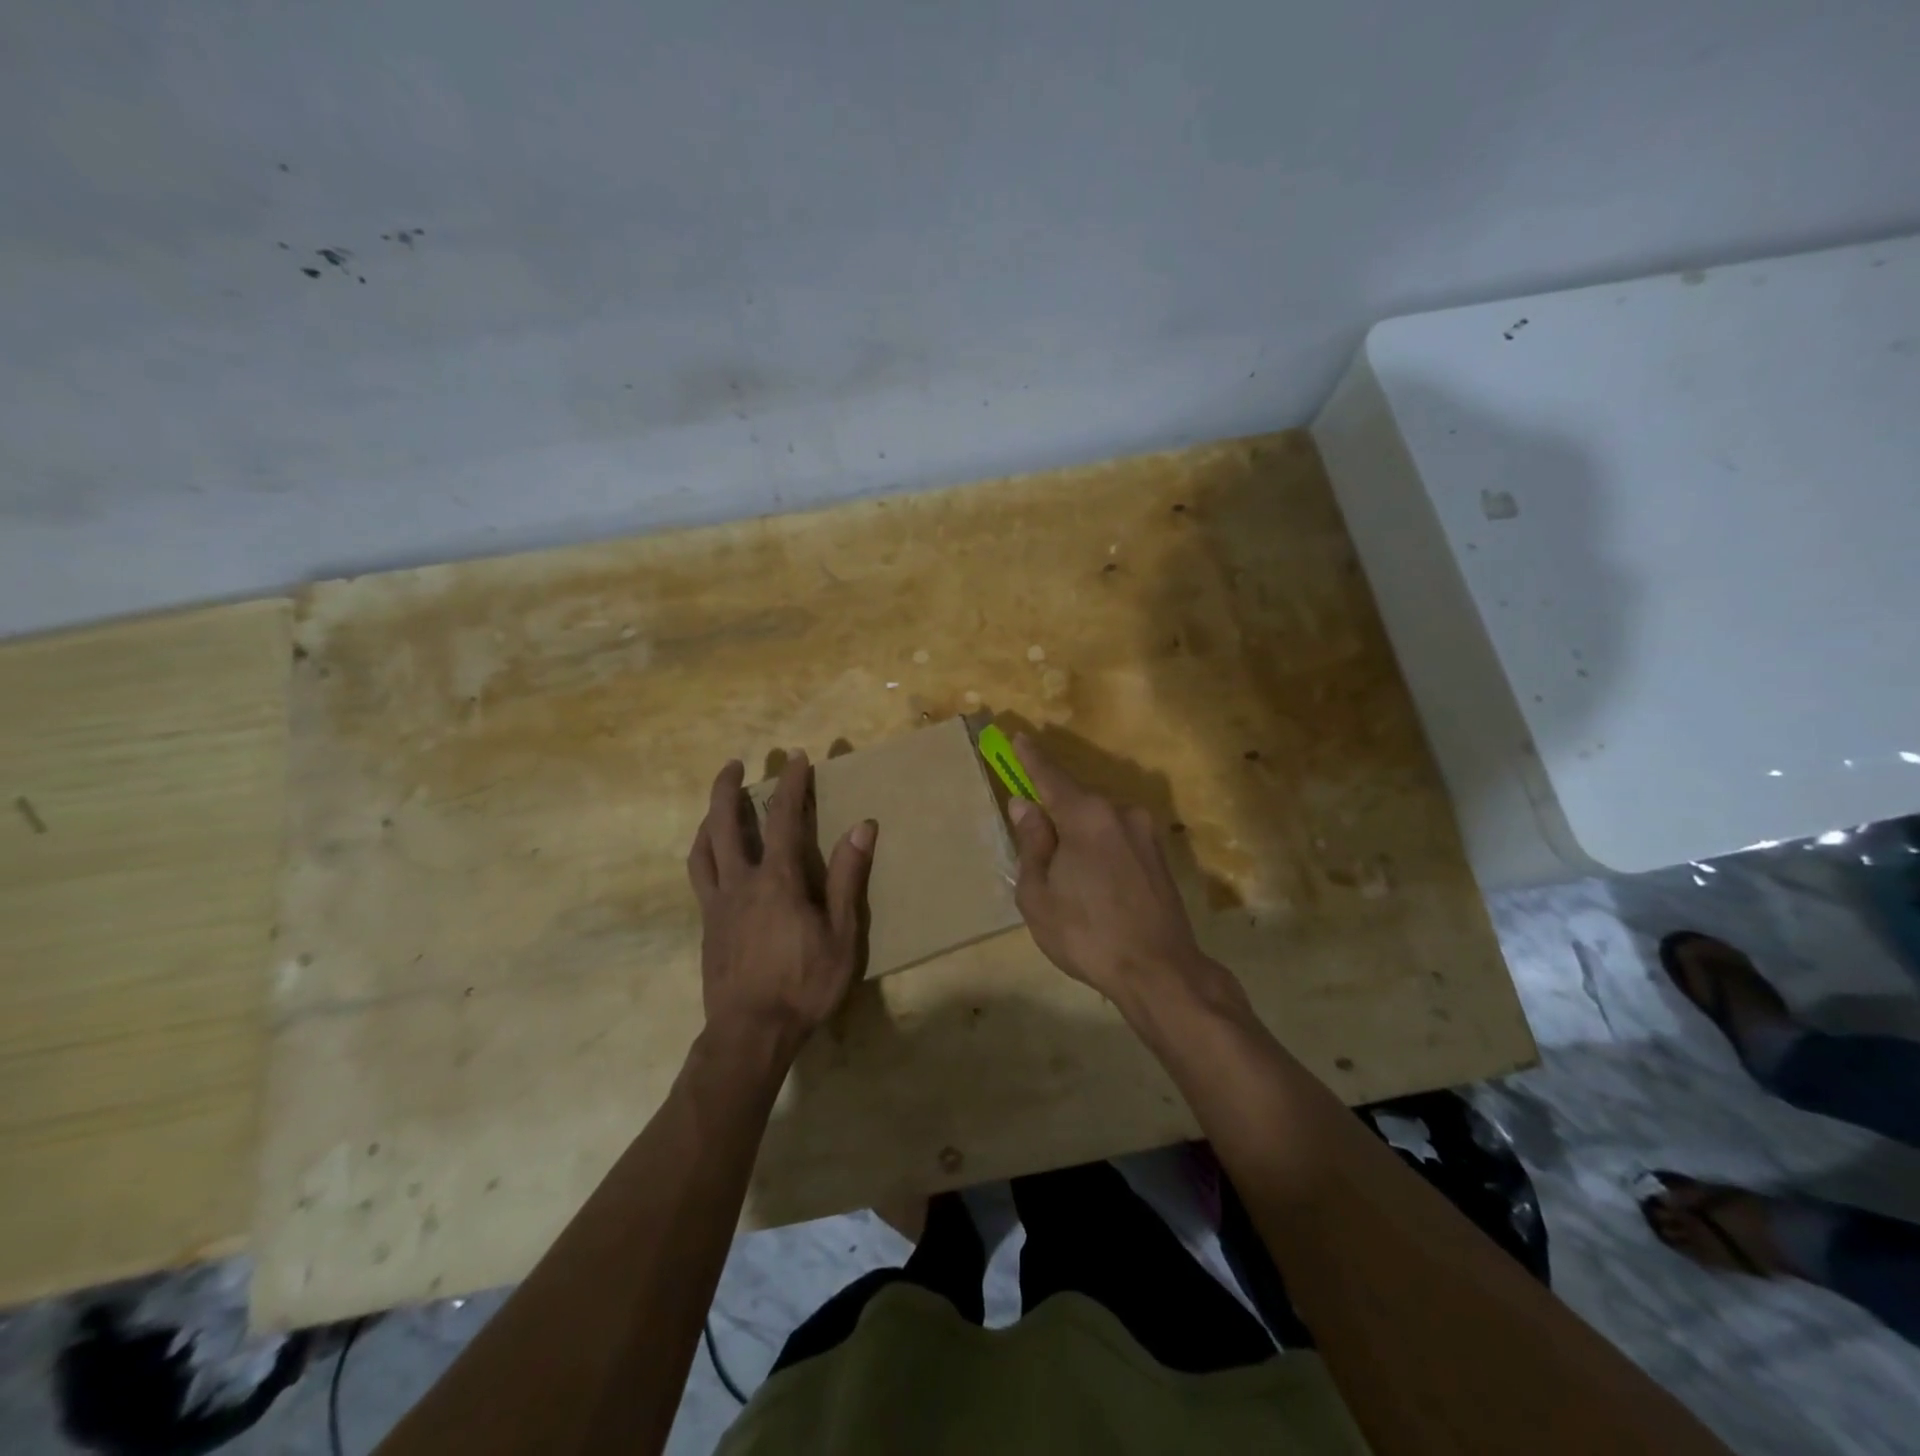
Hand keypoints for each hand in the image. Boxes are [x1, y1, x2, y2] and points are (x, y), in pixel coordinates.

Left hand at [686, 753, 875, 1053]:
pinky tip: (712, 858)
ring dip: (709, 818)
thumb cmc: (804, 985)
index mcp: (778, 880)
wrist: (750, 1034)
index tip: (796, 757)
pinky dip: (703, 853)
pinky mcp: (707, 925)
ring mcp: (718, 904)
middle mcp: (741, 882)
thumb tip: (862, 827)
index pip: (782, 818)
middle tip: (733, 764)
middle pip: (724, 823)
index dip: (790, 783)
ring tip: (718, 804)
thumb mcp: (842, 935)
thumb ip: (848, 879)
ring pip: (703, 848)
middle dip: (728, 788)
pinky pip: (699, 876)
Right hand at [1006, 734, 1228, 1012]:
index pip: (1051, 777)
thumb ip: (1032, 843)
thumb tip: (1025, 806)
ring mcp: (1145, 833)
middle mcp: (1121, 813)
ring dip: (1078, 835)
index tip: (1018, 738)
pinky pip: (1118, 839)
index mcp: (1088, 816)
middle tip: (1034, 838)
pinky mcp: (1160, 856)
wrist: (1160, 972)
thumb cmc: (1087, 934)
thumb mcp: (1039, 894)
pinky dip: (1099, 849)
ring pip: (1099, 822)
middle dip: (1054, 811)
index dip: (1030, 758)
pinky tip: (1094, 884)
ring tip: (1066, 877)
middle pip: (1077, 800)